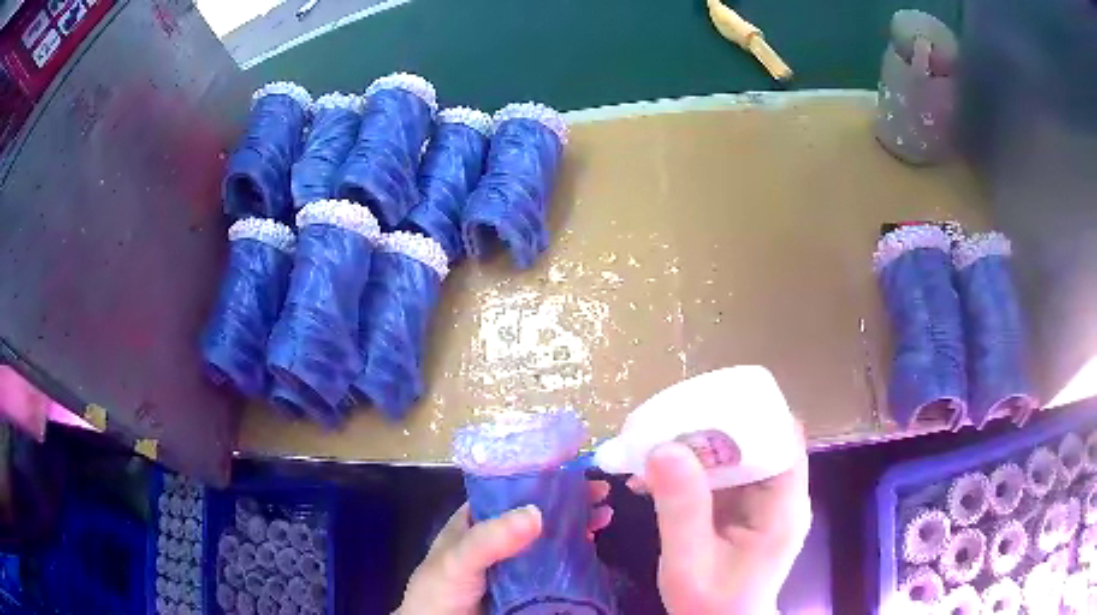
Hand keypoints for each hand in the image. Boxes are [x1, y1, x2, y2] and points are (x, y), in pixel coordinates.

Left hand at [397, 480, 613, 614]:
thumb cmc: (440, 588)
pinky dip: (577, 553)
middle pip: (539, 512)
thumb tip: (537, 512)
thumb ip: (490, 538)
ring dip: (578, 524)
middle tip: (601, 494)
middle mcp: (499, 536)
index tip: (576, 474)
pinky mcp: (529, 584)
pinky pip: (557, 565)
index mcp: (477, 520)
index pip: (512, 491)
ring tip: (604, 516)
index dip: (544, 480)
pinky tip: (594, 545)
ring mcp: (516, 562)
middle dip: (570, 501)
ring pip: (551, 537)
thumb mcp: (458, 559)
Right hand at [635, 427, 810, 614]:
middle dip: (710, 427)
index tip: (701, 406)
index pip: (781, 438)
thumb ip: (682, 510)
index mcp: (783, 506)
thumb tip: (664, 448)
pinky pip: (720, 475)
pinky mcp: (743, 507)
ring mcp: (762, 500)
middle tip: (662, 427)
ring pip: (735, 453)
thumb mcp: (689, 563)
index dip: (748, 415)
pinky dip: (690, 469)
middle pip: (756, 439)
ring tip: (649, 448)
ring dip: (694, 447)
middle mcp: (780, 494)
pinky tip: (654, 476)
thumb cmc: (711, 605)